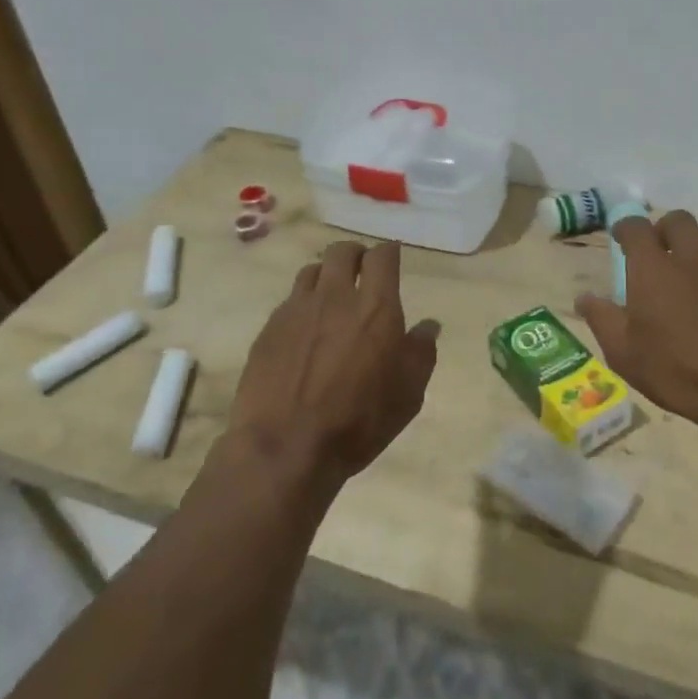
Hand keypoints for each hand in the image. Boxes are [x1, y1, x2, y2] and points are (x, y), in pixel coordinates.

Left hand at [226, 240, 439, 488]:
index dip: (389, 252)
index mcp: (376, 307)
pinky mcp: (268, 329)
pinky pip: (290, 301)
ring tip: (332, 297)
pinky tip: (306, 330)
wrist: (286, 447)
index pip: (382, 256)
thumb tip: (428, 326)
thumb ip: (421, 352)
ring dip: (326, 276)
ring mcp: (297, 310)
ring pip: (311, 271)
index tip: (392, 258)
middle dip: (355, 255)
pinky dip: (303, 305)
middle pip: (342, 252)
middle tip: (362, 272)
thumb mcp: (408, 394)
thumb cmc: (359, 421)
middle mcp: (335, 297)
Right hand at [576, 209, 697, 433]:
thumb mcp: (624, 353)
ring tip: (683, 272)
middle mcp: (690, 256)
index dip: (625, 228)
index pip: (636, 227)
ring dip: (690, 245)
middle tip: (654, 254)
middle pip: (677, 221)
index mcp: (653, 267)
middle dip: (662, 229)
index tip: (619, 239)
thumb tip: (584, 297)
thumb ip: (602, 319)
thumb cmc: (676, 369)